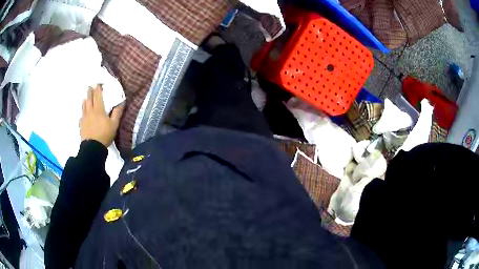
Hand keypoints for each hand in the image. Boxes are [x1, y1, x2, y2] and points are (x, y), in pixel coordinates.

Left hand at [80, 85, 124, 146]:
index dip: (98, 89)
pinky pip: (81, 116)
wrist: (92, 148)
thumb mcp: (114, 124)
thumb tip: (122, 102)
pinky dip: (82, 112)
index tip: (98, 84)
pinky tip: (83, 114)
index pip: (98, 95)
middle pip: (89, 98)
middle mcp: (90, 111)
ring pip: (84, 106)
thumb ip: (117, 112)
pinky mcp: (81, 125)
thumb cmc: (104, 135)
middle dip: (90, 92)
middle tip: (90, 87)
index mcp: (99, 109)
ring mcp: (84, 118)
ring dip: (85, 100)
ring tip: (85, 98)